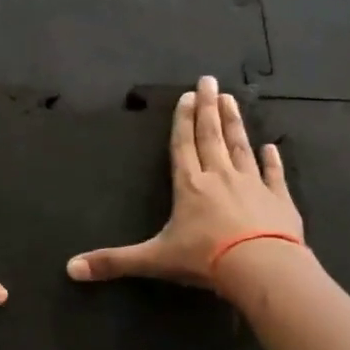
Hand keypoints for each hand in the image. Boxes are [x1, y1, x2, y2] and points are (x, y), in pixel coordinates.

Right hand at [67, 75, 301, 290]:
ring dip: (235, 123)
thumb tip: (71, 269)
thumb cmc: (205, 258)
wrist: (263, 268)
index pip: (183, 145)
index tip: (188, 95)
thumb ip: (114, 262)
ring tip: (232, 100)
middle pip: (212, 136)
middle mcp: (219, 177)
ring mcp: (252, 185)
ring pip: (240, 147)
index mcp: (189, 185)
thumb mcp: (154, 260)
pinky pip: (274, 175)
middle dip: (208, 108)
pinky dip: (273, 160)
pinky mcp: (279, 200)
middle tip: (210, 80)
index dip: (183, 120)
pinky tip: (272, 146)